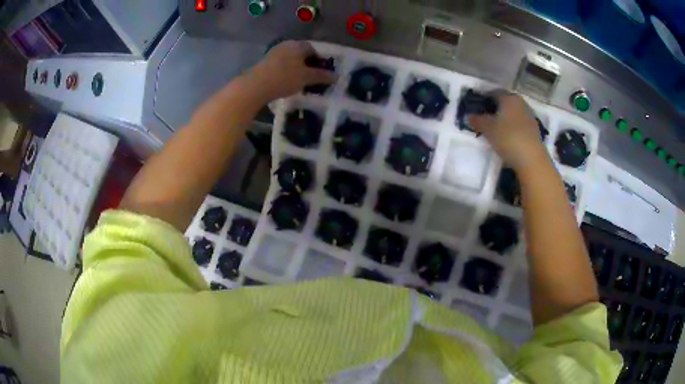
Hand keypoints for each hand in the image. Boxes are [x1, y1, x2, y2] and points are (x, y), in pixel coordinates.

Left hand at [244, 40, 336, 102]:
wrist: (255, 86)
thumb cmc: (285, 78)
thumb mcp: (306, 78)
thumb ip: (321, 76)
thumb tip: (336, 76)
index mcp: (297, 45)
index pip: (313, 49)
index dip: (320, 60)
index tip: (322, 72)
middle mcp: (285, 45)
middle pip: (300, 54)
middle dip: (308, 64)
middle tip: (312, 78)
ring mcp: (273, 53)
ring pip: (290, 60)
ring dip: (296, 69)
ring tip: (300, 82)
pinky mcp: (264, 63)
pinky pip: (280, 65)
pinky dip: (286, 72)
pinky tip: (286, 83)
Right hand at [469, 92, 547, 170]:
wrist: (532, 159)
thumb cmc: (508, 138)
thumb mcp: (488, 129)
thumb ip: (477, 120)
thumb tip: (470, 116)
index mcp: (509, 98)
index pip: (494, 92)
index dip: (484, 98)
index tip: (477, 106)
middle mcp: (521, 103)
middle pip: (505, 102)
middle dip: (495, 108)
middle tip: (485, 117)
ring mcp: (530, 117)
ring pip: (513, 114)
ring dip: (505, 119)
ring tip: (496, 129)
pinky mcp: (535, 131)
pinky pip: (520, 125)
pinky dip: (513, 128)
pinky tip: (507, 138)